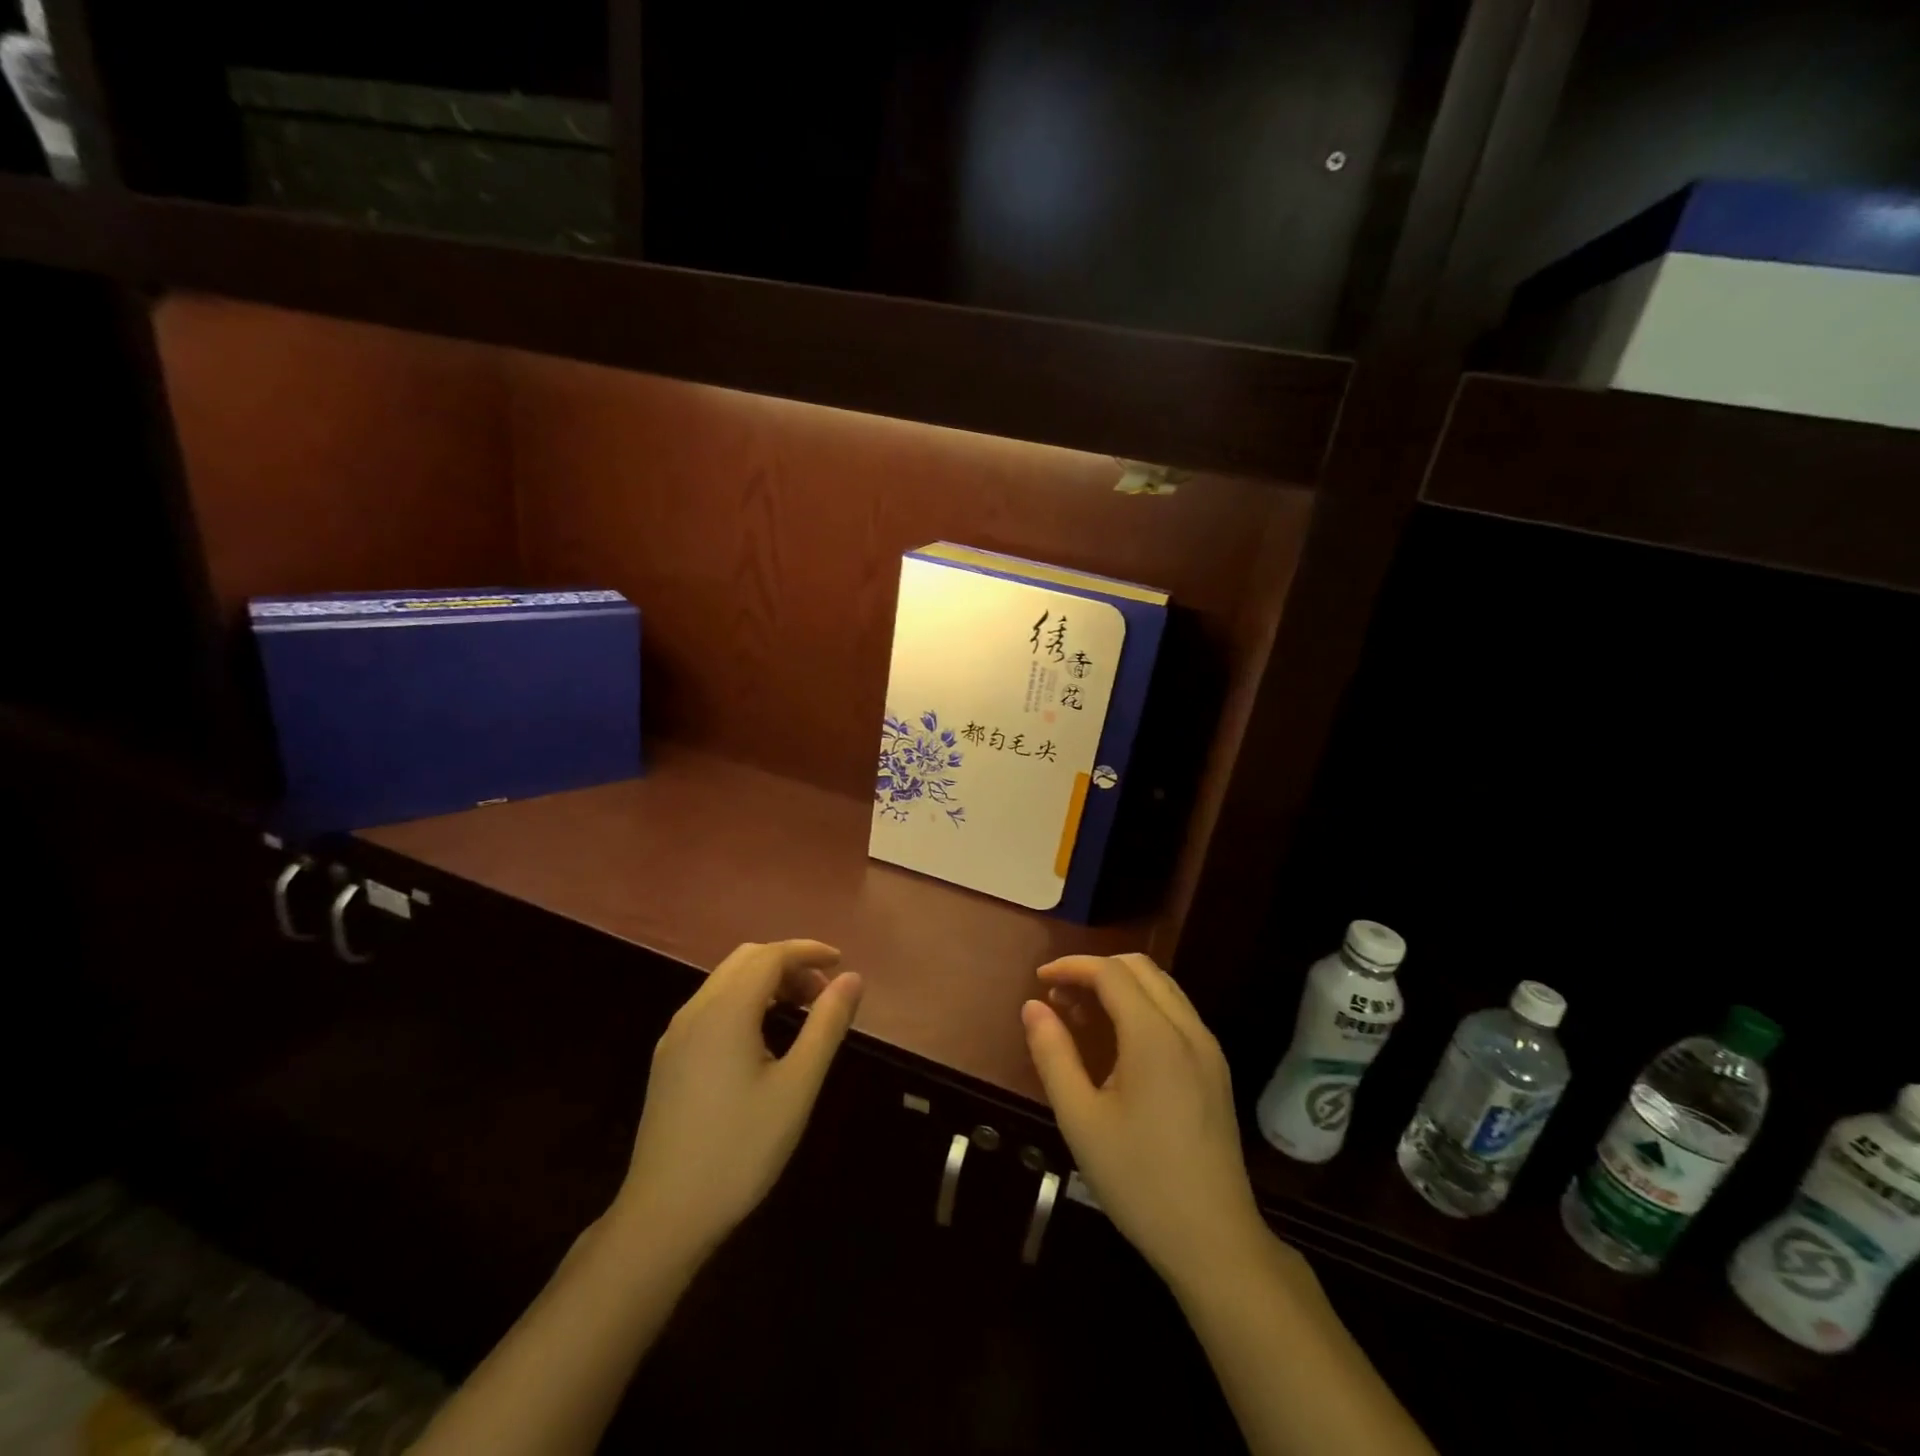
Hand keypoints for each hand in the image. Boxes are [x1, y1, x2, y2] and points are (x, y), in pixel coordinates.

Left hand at [611, 940, 862, 1258]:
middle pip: (746, 961)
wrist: (664, 1217)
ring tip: (801, 1012)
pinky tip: (763, 1038)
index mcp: (725, 1011)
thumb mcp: (797, 1087)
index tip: (841, 962)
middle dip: (789, 964)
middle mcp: (695, 1011)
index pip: (770, 956)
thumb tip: (853, 979)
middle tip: (823, 993)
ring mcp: (676, 1036)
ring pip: (726, 982)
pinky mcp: (669, 1059)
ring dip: (767, 982)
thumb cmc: (740, 1149)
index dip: (808, 951)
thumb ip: (826, 1025)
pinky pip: (712, 1007)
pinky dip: (745, 1002)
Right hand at [1022, 953, 1265, 1288]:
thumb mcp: (1080, 1120)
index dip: (1071, 966)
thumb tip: (1033, 1007)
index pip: (1110, 973)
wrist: (1215, 1241)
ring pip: (1161, 987)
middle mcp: (1188, 1029)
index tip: (1039, 980)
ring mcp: (1208, 1048)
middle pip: (1140, 968)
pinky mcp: (1215, 1069)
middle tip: (1058, 997)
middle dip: (1095, 970)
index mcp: (1155, 1037)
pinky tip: (1118, 1040)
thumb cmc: (1139, 1181)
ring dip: (1120, 986)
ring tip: (1082, 1014)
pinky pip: (1176, 1013)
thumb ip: (1053, 1055)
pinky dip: (1142, 1006)